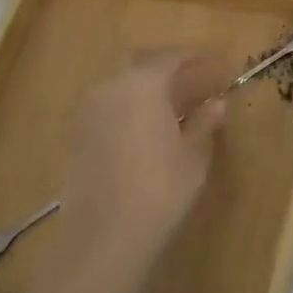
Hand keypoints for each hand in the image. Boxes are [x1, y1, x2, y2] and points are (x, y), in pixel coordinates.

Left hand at [61, 50, 227, 266]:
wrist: (105, 235)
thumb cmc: (161, 189)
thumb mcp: (194, 155)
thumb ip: (204, 122)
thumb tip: (216, 103)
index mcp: (142, 84)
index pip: (172, 57)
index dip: (197, 57)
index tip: (218, 62)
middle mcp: (109, 88)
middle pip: (139, 63)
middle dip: (166, 66)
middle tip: (192, 78)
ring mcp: (86, 112)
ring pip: (118, 85)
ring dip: (144, 88)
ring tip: (170, 105)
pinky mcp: (73, 136)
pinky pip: (105, 107)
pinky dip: (126, 108)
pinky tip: (144, 128)